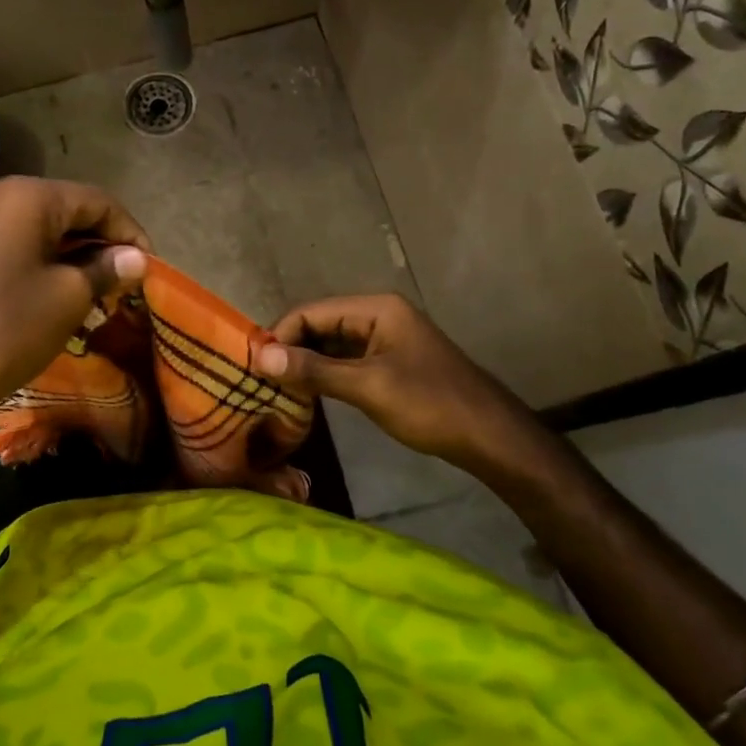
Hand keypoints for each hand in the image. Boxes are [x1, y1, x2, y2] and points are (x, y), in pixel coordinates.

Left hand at [0, 177, 148, 441]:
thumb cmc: (4, 330)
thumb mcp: (67, 299)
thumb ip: (106, 269)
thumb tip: (135, 258)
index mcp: (24, 195)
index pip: (96, 200)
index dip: (129, 232)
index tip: (148, 266)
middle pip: (62, 207)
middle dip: (96, 242)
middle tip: (121, 280)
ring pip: (32, 224)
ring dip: (66, 250)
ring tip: (90, 287)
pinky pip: (5, 238)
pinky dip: (34, 256)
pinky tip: (49, 286)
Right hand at [256, 294, 555, 488]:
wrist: (490, 437)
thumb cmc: (430, 405)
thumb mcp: (368, 387)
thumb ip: (314, 370)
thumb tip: (262, 358)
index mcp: (377, 308)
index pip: (312, 311)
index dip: (281, 335)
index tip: (255, 367)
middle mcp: (378, 315)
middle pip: (320, 324)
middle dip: (290, 348)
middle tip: (261, 379)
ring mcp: (385, 340)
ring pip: (331, 344)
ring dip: (305, 362)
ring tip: (276, 388)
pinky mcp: (389, 363)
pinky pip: (346, 360)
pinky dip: (324, 374)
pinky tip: (306, 393)